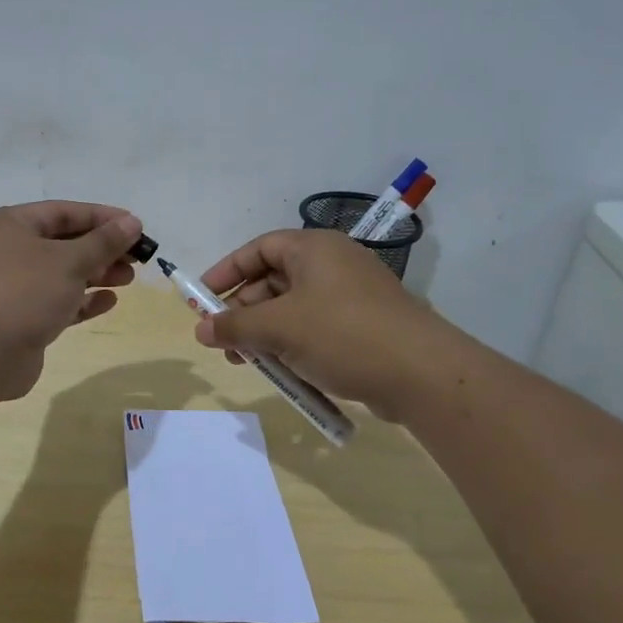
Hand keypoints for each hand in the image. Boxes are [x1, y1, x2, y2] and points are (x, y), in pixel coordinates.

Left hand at [0, 201, 142, 400]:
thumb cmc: (22, 293)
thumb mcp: (69, 261)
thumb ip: (103, 242)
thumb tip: (132, 223)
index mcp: (9, 225)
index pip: (63, 212)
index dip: (102, 217)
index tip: (137, 227)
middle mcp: (6, 251)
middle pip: (63, 243)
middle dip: (101, 249)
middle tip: (137, 259)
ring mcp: (11, 287)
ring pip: (60, 274)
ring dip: (95, 274)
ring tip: (128, 279)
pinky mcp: (18, 319)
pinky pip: (55, 302)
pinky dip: (81, 301)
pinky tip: (108, 302)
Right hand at [193, 228, 446, 419]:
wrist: (421, 373)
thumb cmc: (342, 334)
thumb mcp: (279, 328)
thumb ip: (235, 326)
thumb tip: (201, 330)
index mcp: (314, 249)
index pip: (259, 249)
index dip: (227, 271)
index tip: (202, 299)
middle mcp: (332, 265)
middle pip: (274, 280)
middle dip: (244, 312)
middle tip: (224, 341)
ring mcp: (351, 297)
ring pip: (293, 309)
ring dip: (265, 334)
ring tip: (246, 363)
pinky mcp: (363, 327)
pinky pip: (315, 329)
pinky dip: (293, 346)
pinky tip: (282, 372)